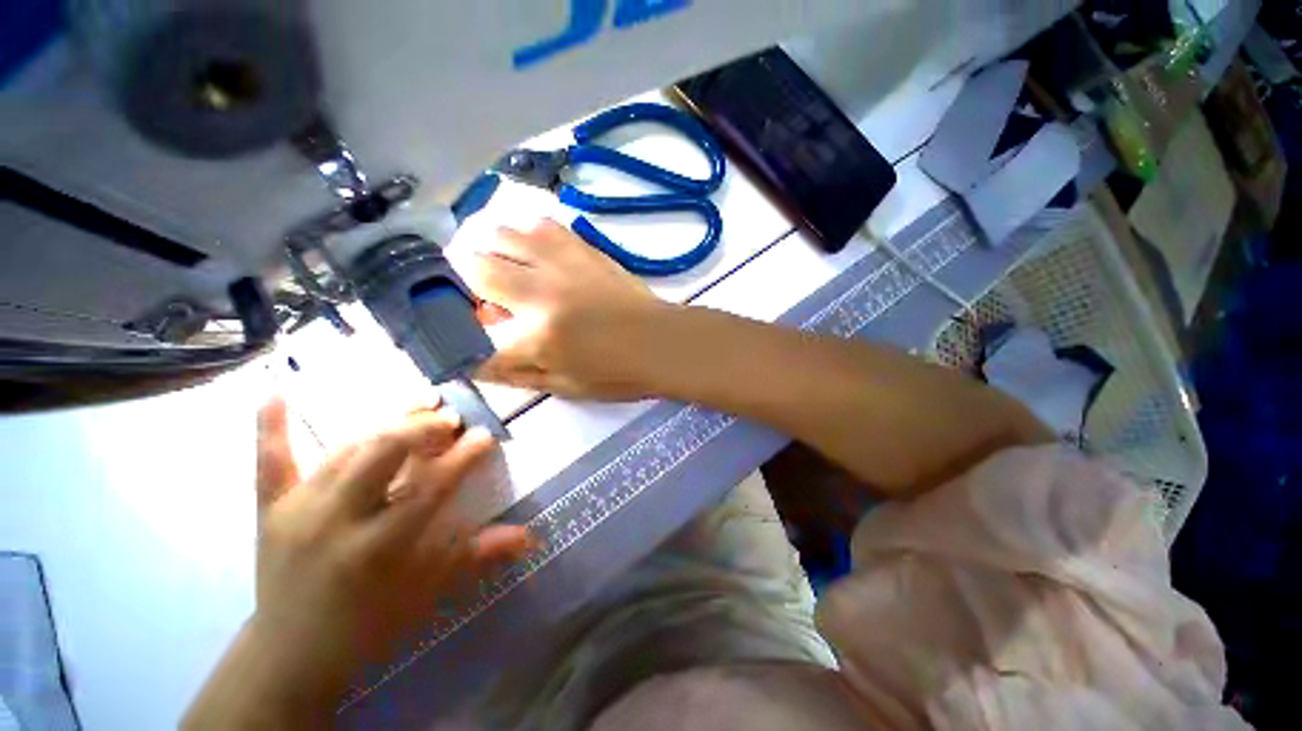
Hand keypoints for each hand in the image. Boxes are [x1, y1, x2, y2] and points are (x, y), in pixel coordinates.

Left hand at [185, 399, 530, 727]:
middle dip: (423, 428)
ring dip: (387, 422)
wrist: (290, 655)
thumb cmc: (369, 624)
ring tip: (418, 404)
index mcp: (381, 546)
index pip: (432, 486)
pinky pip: (270, 461)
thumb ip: (477, 555)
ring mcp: (299, 509)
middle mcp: (338, 519)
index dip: (464, 456)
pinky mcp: (269, 510)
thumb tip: (529, 536)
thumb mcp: (427, 593)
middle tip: (450, 418)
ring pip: (347, 449)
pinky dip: (271, 426)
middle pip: (384, 453)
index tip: (485, 436)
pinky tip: (275, 391)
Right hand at [455, 219, 671, 399]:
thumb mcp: (565, 386)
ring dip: (493, 251)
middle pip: (474, 265)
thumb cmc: (618, 372)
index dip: (459, 335)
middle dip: (466, 279)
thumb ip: (515, 373)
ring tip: (508, 269)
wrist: (662, 342)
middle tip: (484, 295)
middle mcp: (541, 290)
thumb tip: (472, 361)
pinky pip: (540, 225)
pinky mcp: (583, 248)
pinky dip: (527, 236)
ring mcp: (563, 262)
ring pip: (502, 232)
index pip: (473, 333)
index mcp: (537, 334)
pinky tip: (537, 253)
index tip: (463, 331)